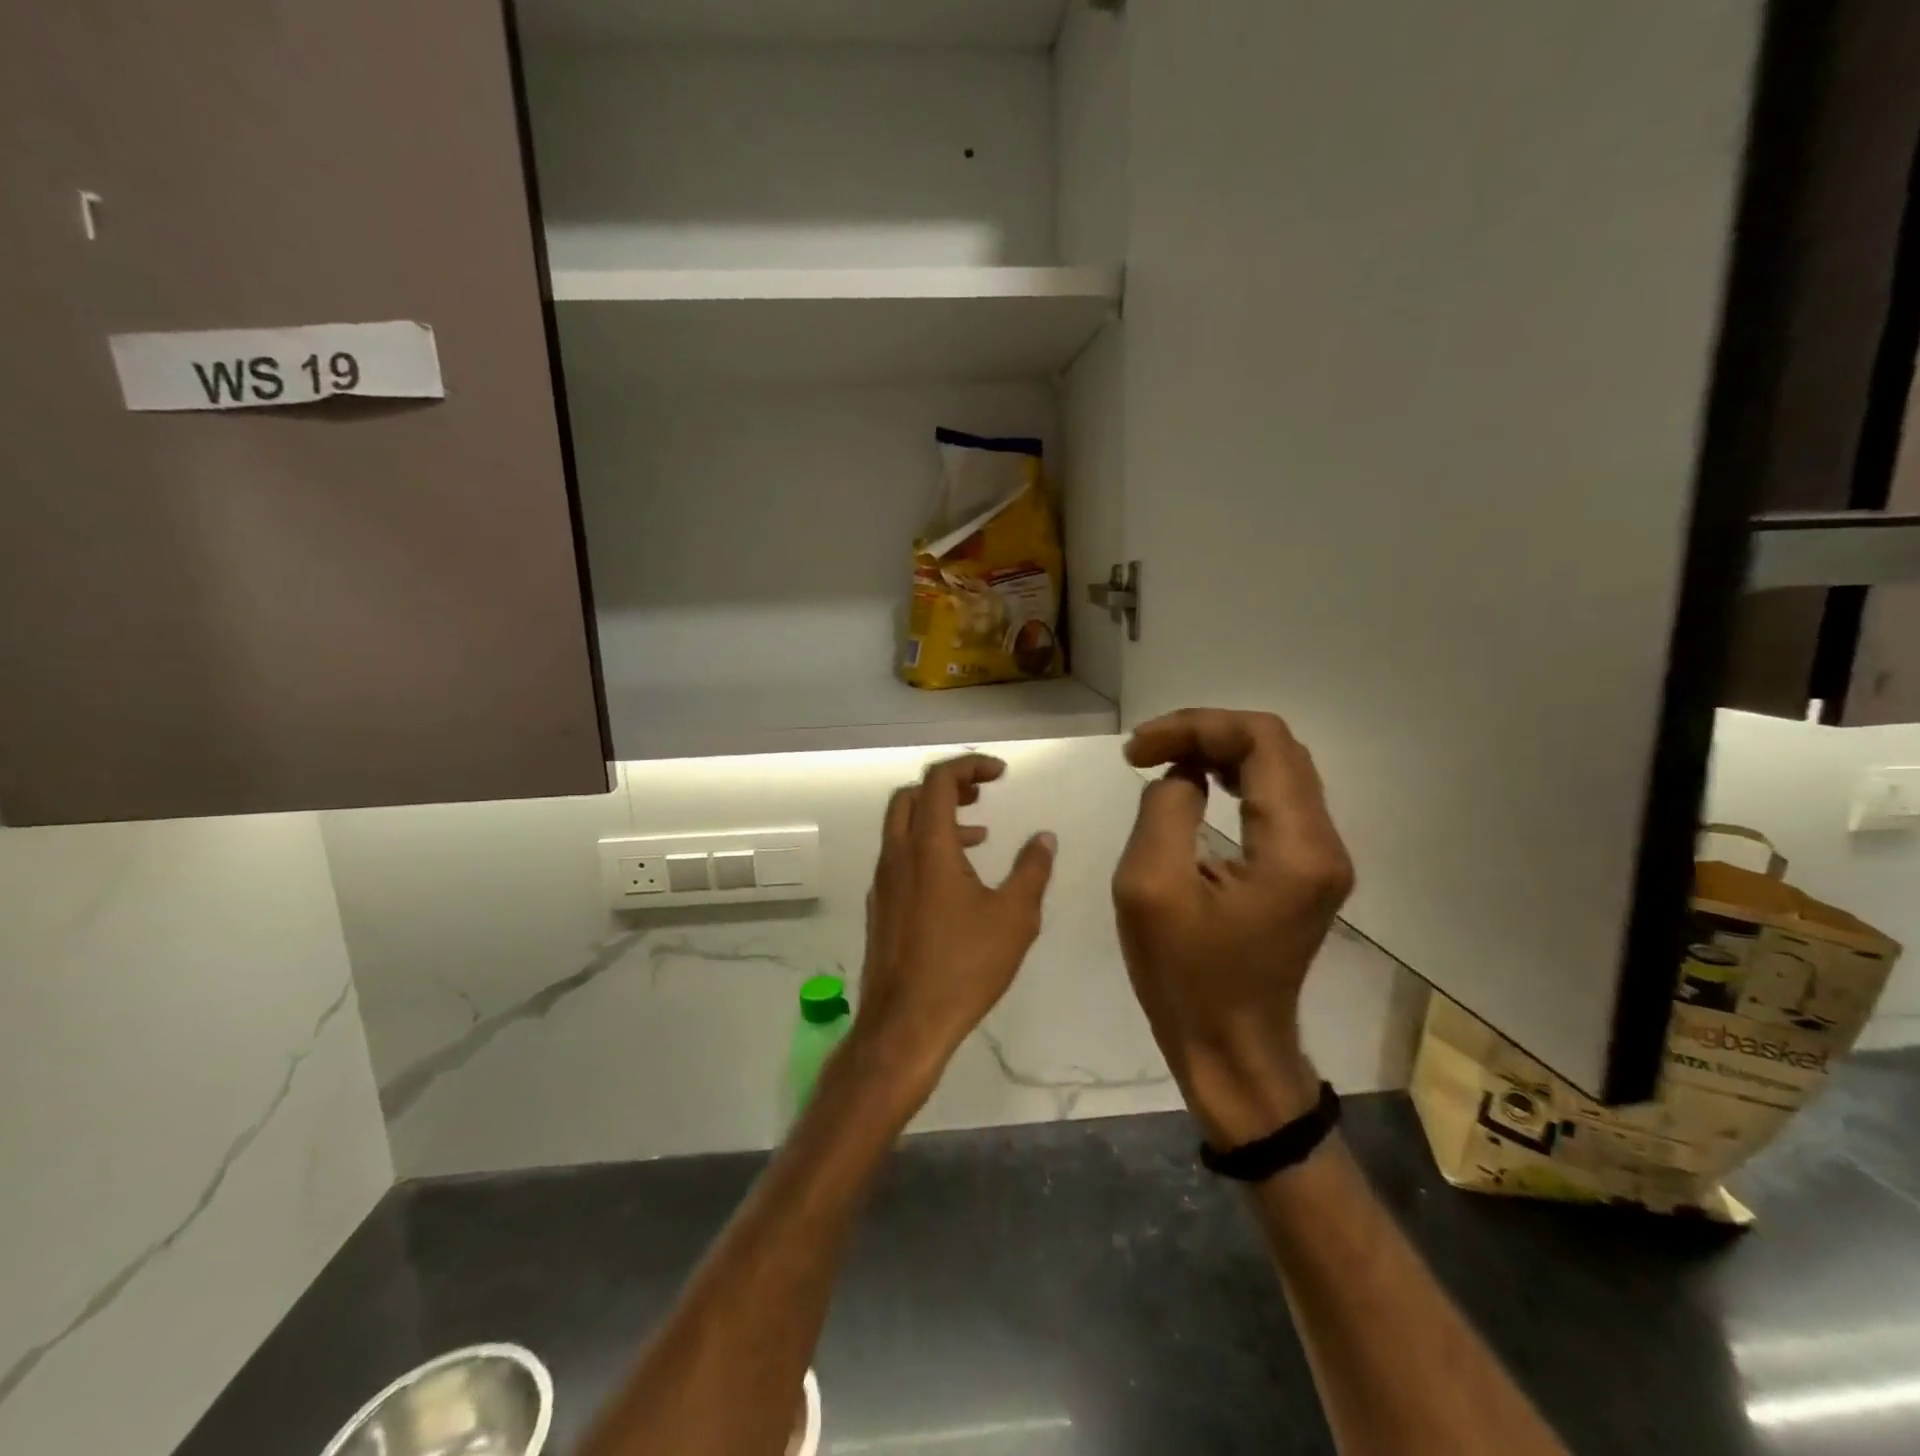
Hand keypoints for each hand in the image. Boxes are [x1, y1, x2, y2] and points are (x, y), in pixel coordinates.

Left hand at [854, 754, 1057, 1089]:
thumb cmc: (964, 967)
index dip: (969, 765)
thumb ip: (1032, 870)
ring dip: (938, 817)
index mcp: (928, 846)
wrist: (905, 1024)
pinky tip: (956, 879)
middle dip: (947, 785)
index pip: (938, 780)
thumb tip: (1044, 837)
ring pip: (902, 826)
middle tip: (982, 793)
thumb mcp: (1014, 917)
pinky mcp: (880, 906)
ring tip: (980, 834)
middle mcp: (897, 854)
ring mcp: (883, 881)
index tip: (1000, 773)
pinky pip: (899, 856)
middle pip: (911, 795)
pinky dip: (926, 847)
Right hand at [1113, 710, 1354, 1146]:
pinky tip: (1195, 784)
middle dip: (1205, 733)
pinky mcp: (1307, 870)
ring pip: (1278, 768)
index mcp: (1295, 847)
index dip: (1196, 726)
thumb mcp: (1151, 888)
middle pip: (1276, 747)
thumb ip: (1165, 810)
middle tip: (1145, 751)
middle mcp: (1324, 843)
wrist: (1231, 1049)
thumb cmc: (1186, 977)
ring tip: (1163, 759)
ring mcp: (1321, 858)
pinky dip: (1232, 777)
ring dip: (1218, 751)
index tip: (1138, 749)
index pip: (1262, 740)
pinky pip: (1276, 798)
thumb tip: (1182, 776)